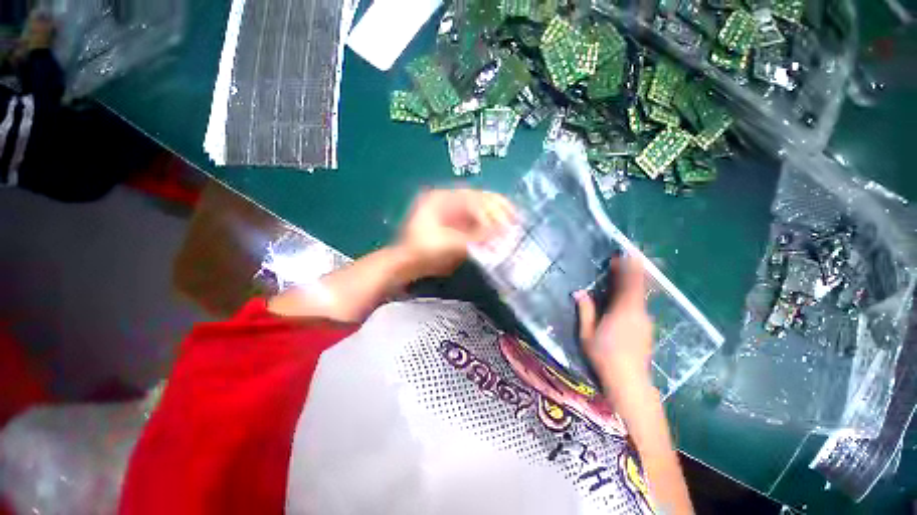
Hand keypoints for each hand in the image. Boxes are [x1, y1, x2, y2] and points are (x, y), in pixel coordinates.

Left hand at [396, 189, 513, 277]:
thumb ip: (474, 238)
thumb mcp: (448, 244)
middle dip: (497, 207)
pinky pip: (475, 220)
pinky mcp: (454, 224)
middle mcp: (447, 201)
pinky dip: (488, 225)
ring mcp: (451, 212)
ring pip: (478, 208)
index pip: (472, 198)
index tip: (505, 222)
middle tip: (515, 216)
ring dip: (495, 215)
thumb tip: (500, 233)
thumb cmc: (422, 252)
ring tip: (512, 221)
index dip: (490, 210)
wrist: (406, 265)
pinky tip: (499, 231)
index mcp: (441, 199)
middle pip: (477, 199)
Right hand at [576, 256, 654, 399]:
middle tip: (628, 257)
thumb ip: (585, 310)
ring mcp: (645, 321)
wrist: (629, 381)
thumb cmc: (604, 356)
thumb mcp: (587, 333)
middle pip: (638, 286)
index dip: (627, 268)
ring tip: (624, 274)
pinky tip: (626, 297)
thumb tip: (579, 292)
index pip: (628, 284)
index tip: (623, 255)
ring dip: (634, 282)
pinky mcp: (647, 329)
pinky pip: (640, 305)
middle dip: (633, 270)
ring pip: (640, 296)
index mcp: (623, 311)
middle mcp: (638, 313)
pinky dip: (635, 295)